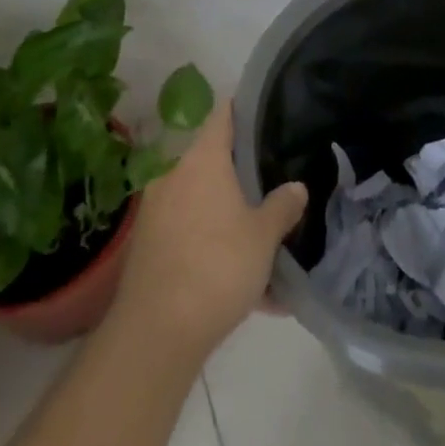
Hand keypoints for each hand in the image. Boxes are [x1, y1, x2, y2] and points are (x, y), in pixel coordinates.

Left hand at [109, 102, 307, 362]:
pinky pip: (190, 237)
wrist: (155, 336)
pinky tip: (245, 288)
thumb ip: (282, 206)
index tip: (269, 113)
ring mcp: (157, 213)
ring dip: (230, 221)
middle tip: (274, 185)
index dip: (246, 109)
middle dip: (243, 176)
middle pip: (214, 161)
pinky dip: (214, 251)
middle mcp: (175, 176)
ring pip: (204, 204)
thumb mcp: (264, 237)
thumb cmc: (216, 267)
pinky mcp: (148, 249)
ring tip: (264, 247)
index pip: (224, 114)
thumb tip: (296, 187)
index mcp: (202, 159)